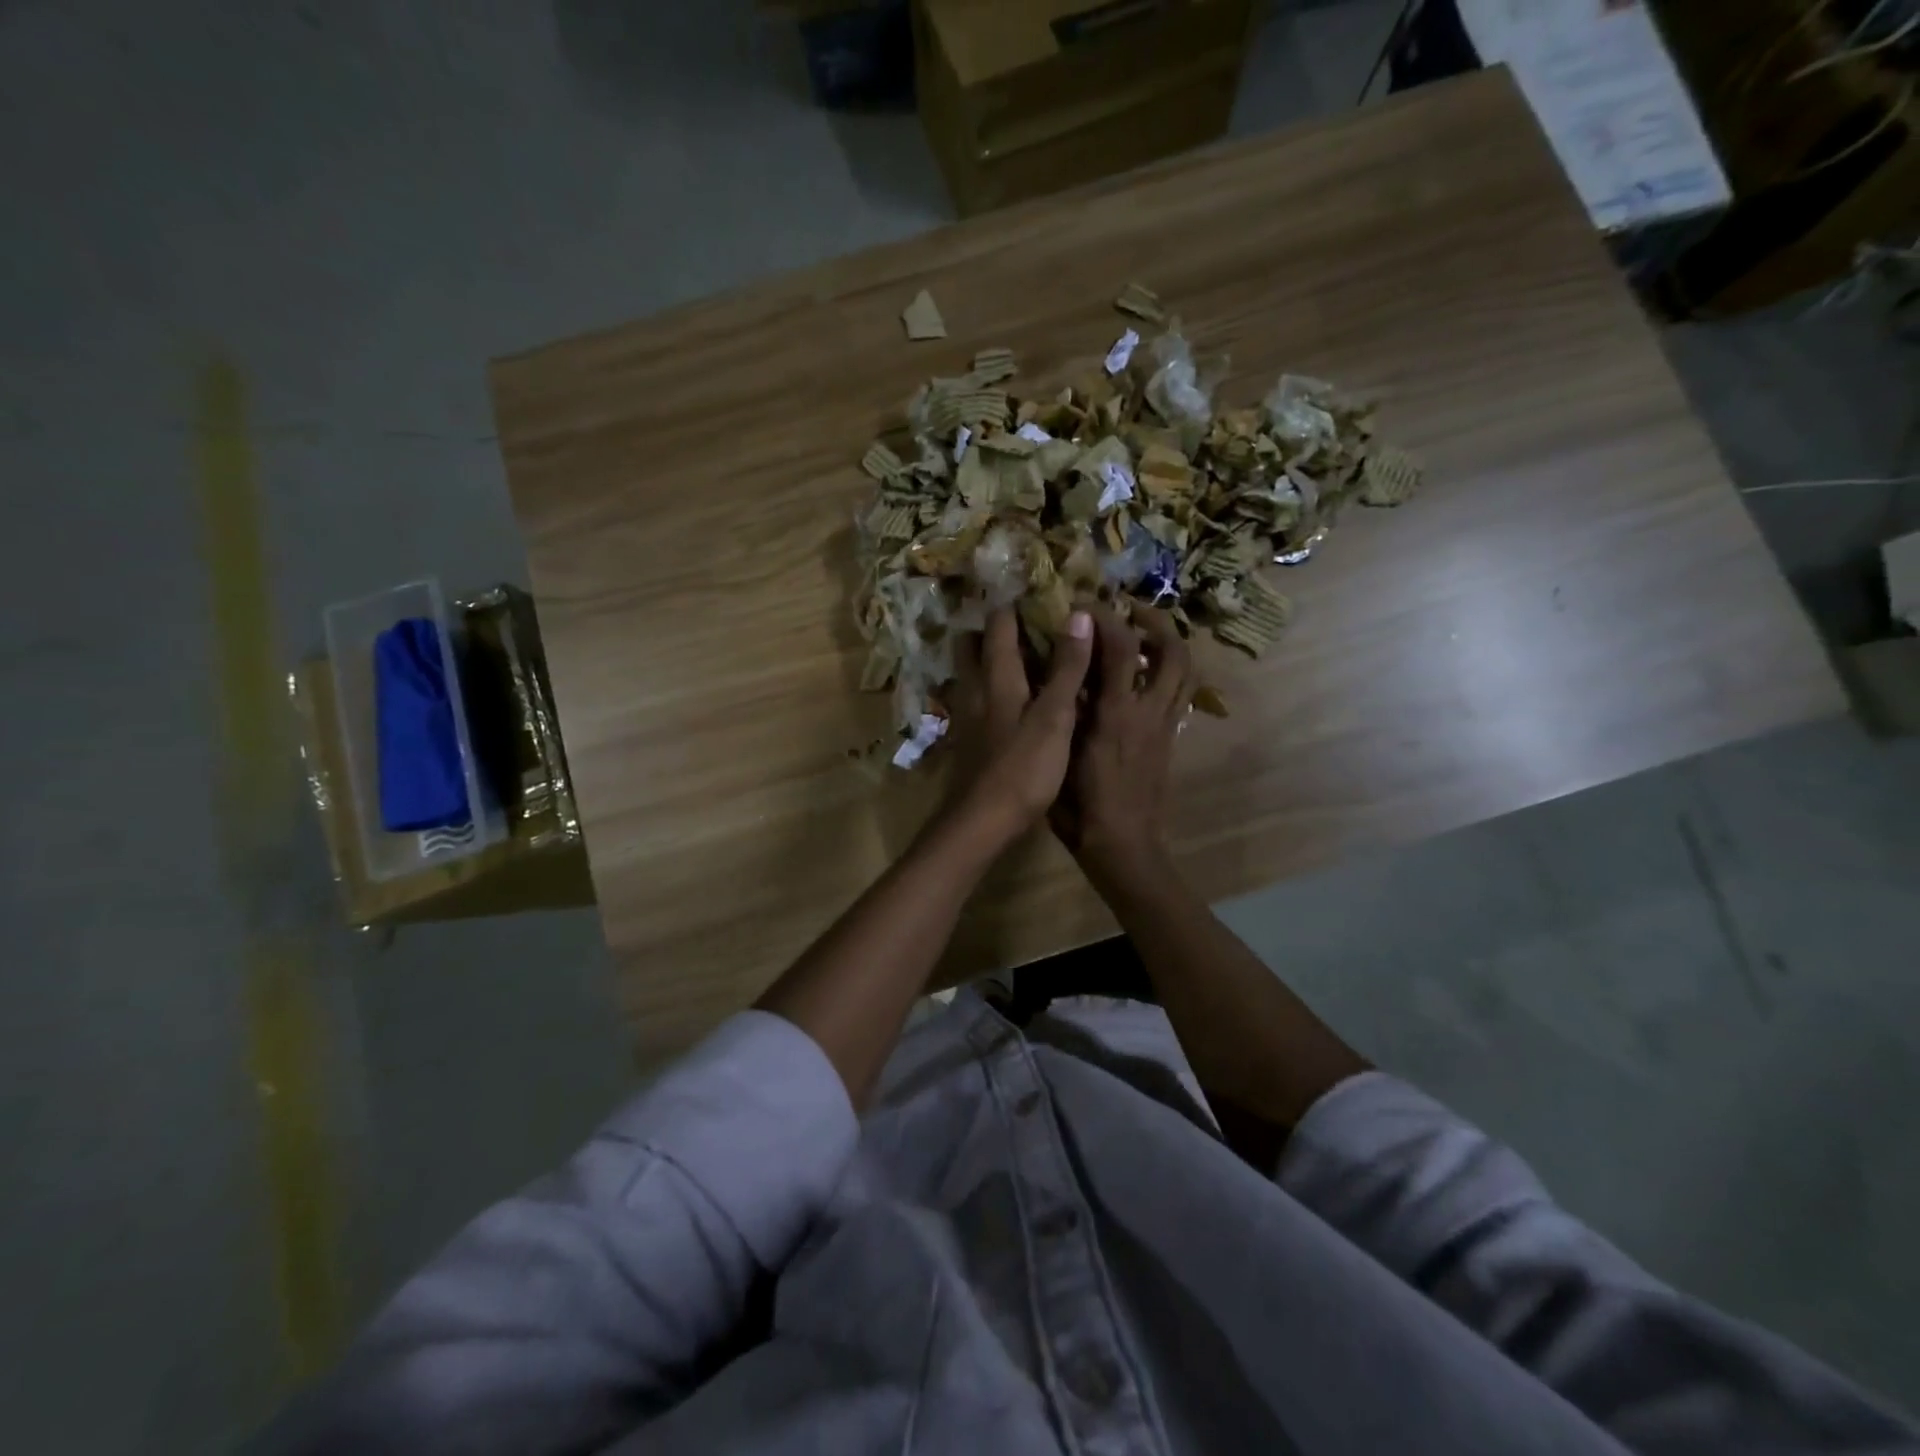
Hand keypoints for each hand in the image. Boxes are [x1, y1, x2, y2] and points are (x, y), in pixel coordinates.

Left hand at [946, 607, 1093, 844]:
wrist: (982, 822)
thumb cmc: (1023, 768)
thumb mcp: (1055, 717)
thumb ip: (1067, 668)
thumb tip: (1077, 614)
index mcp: (996, 678)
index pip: (997, 625)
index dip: (1014, 606)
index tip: (1038, 595)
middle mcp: (974, 690)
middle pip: (972, 646)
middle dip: (992, 630)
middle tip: (1025, 626)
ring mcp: (966, 717)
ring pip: (970, 674)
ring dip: (989, 661)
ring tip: (1023, 661)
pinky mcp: (967, 742)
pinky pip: (975, 702)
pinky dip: (990, 692)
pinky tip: (1012, 706)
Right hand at [1052, 603, 1195, 894]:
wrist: (1122, 844)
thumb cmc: (1081, 804)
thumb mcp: (1063, 752)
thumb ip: (1065, 706)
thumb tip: (1061, 667)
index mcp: (1118, 713)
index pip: (1122, 646)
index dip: (1105, 617)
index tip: (1084, 603)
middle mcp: (1150, 712)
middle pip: (1174, 651)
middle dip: (1155, 622)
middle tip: (1128, 611)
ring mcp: (1166, 726)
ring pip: (1186, 672)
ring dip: (1170, 644)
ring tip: (1143, 636)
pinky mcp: (1170, 739)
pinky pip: (1180, 694)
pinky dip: (1169, 673)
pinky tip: (1144, 676)